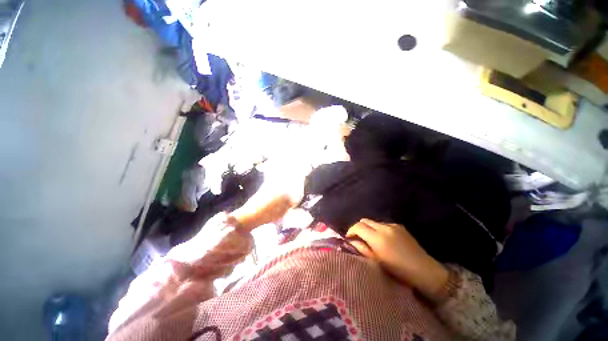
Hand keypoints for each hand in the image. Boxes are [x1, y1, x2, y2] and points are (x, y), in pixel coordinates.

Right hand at [346, 219, 448, 302]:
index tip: (349, 238)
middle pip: (364, 220)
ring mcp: (393, 225)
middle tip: (358, 238)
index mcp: (378, 238)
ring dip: (368, 228)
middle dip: (358, 228)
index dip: (350, 231)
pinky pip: (383, 224)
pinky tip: (383, 239)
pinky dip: (378, 229)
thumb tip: (350, 241)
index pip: (358, 226)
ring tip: (371, 239)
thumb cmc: (398, 271)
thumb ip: (362, 249)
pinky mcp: (400, 226)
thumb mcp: (377, 263)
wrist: (425, 271)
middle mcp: (384, 227)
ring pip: (373, 222)